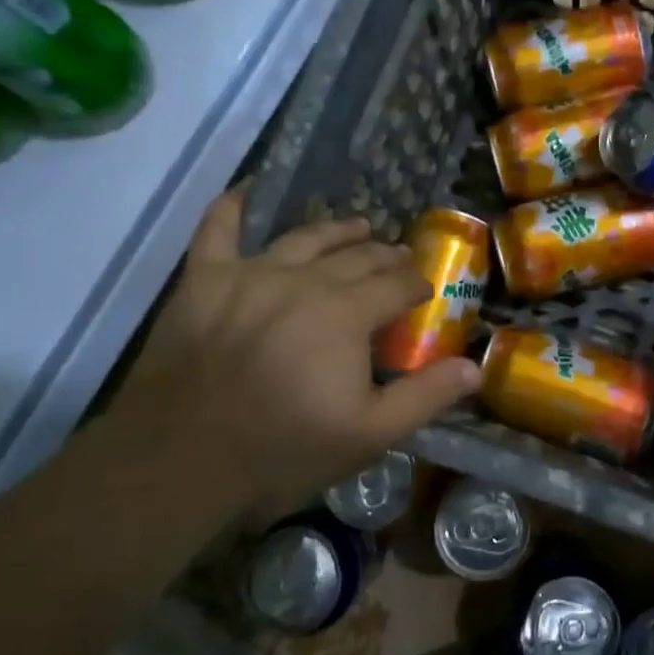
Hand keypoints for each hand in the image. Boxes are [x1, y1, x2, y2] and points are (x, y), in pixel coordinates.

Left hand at [106, 189, 480, 517]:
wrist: (178, 464)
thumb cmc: (282, 449)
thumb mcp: (369, 435)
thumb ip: (426, 396)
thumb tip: (476, 365)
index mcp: (347, 312)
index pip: (398, 284)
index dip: (417, 285)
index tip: (427, 290)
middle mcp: (305, 279)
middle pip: (357, 257)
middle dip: (385, 256)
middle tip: (399, 259)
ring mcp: (250, 274)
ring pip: (305, 237)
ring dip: (337, 230)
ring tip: (357, 226)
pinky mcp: (203, 280)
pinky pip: (217, 229)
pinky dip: (233, 206)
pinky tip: (246, 190)